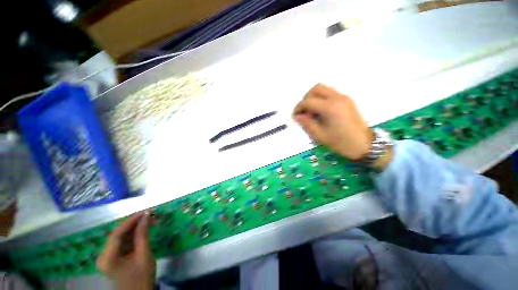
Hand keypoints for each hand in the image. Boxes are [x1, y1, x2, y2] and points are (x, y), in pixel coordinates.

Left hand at [97, 212, 154, 289]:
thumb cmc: (142, 276)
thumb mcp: (144, 255)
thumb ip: (143, 235)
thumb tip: (146, 215)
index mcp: (108, 258)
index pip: (116, 234)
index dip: (130, 221)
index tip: (145, 211)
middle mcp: (104, 255)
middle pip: (118, 234)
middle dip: (135, 222)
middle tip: (150, 214)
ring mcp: (108, 255)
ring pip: (122, 235)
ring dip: (136, 227)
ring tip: (151, 219)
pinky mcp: (114, 256)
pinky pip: (124, 240)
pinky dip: (135, 234)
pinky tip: (145, 228)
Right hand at [293, 84, 372, 160]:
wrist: (365, 145)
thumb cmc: (341, 142)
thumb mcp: (320, 136)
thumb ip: (307, 124)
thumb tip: (298, 116)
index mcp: (330, 107)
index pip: (308, 101)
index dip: (298, 108)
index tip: (295, 116)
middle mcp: (337, 98)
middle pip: (316, 88)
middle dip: (306, 98)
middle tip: (304, 111)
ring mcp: (344, 97)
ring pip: (324, 89)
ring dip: (314, 97)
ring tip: (311, 111)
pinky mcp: (347, 100)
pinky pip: (330, 93)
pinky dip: (322, 98)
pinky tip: (321, 111)